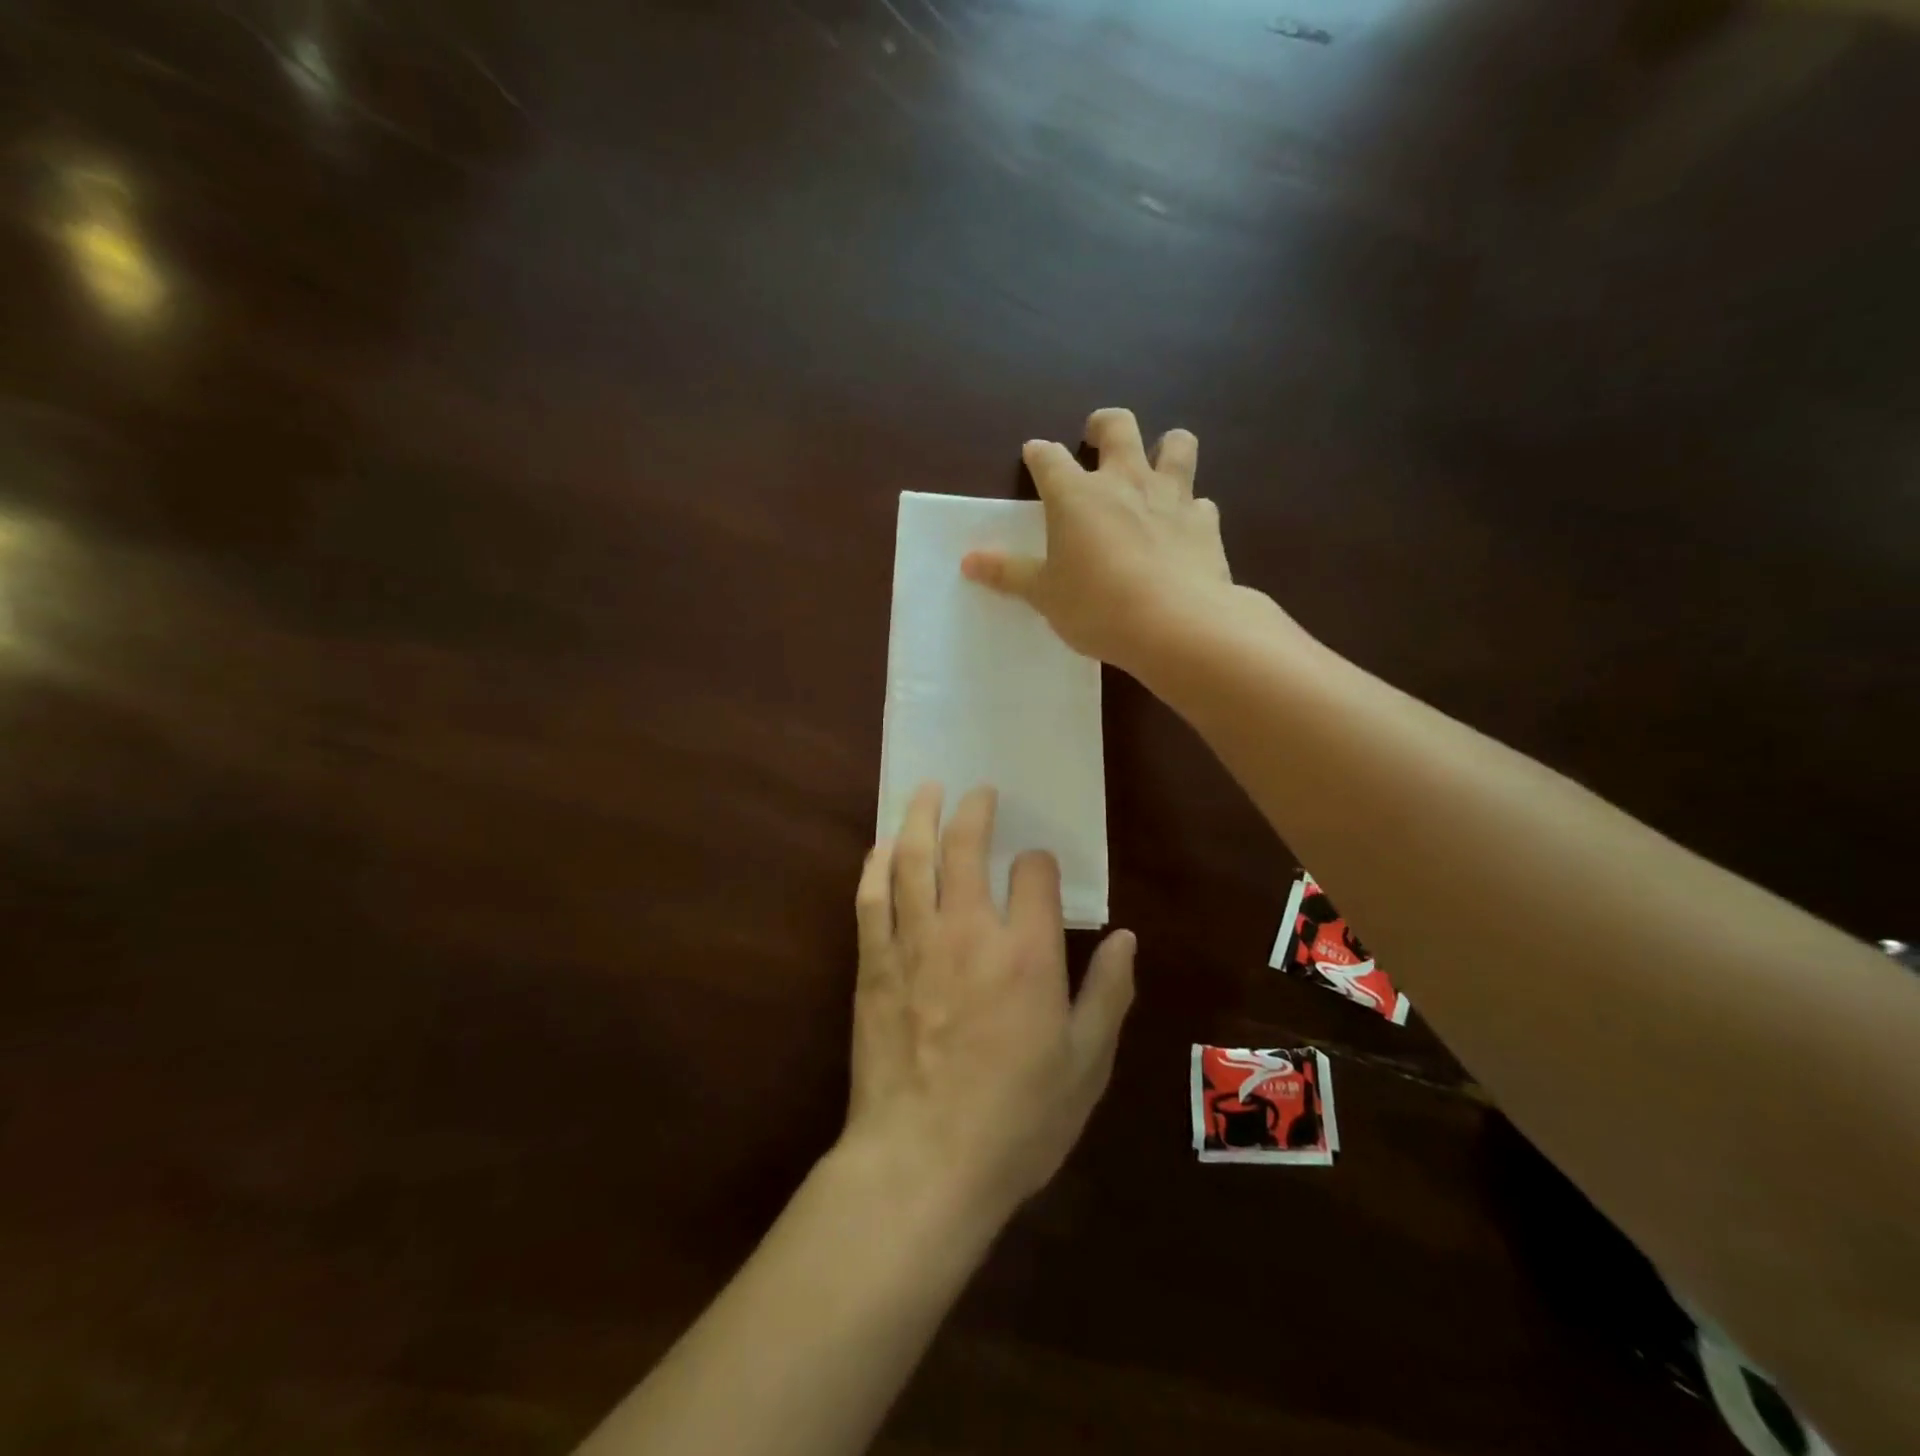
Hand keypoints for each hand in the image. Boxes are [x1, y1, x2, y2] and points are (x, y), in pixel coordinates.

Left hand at [843, 782, 1135, 1224]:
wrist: (923, 1163)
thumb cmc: (1016, 1121)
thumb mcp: (1085, 1066)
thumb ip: (1108, 994)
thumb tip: (1125, 938)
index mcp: (1028, 954)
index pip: (1035, 874)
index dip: (1039, 863)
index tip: (1038, 870)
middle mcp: (969, 932)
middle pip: (966, 847)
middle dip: (975, 810)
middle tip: (979, 791)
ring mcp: (915, 943)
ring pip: (913, 859)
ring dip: (919, 817)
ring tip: (926, 790)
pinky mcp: (874, 964)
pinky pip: (872, 898)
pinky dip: (876, 864)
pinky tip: (882, 846)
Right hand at [961, 407, 1236, 674]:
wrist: (1177, 625)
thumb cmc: (1097, 607)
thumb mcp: (1044, 595)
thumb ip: (1008, 573)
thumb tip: (968, 561)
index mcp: (1076, 495)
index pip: (1049, 458)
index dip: (1039, 454)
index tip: (1034, 456)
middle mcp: (1125, 481)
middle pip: (1118, 427)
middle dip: (1103, 425)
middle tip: (1095, 437)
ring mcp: (1171, 497)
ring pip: (1177, 444)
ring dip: (1165, 446)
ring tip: (1155, 465)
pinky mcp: (1206, 523)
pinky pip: (1201, 501)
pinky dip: (1191, 508)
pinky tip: (1184, 528)